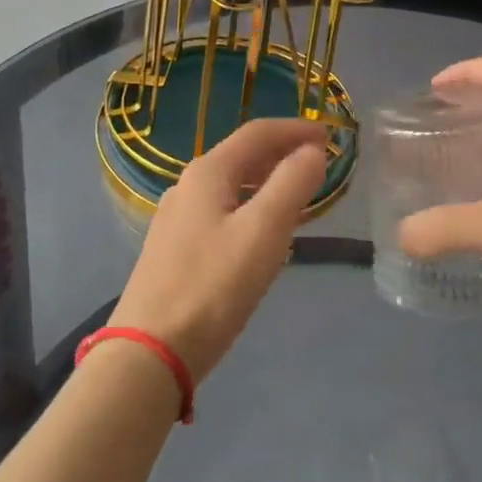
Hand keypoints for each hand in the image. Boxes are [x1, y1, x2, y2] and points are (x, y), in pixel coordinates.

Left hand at [111, 117, 328, 381]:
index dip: (296, 129)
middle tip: (321, 163)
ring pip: (232, 185)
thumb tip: (313, 151)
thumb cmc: (212, 286)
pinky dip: (252, 207)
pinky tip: (265, 232)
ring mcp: (177, 218)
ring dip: (269, 181)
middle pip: (243, 155)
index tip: (331, 136)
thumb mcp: (263, 232)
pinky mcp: (175, 248)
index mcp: (208, 173)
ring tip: (301, 195)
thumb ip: (292, 184)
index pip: (258, 132)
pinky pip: (223, 211)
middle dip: (283, 153)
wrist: (150, 352)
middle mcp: (188, 186)